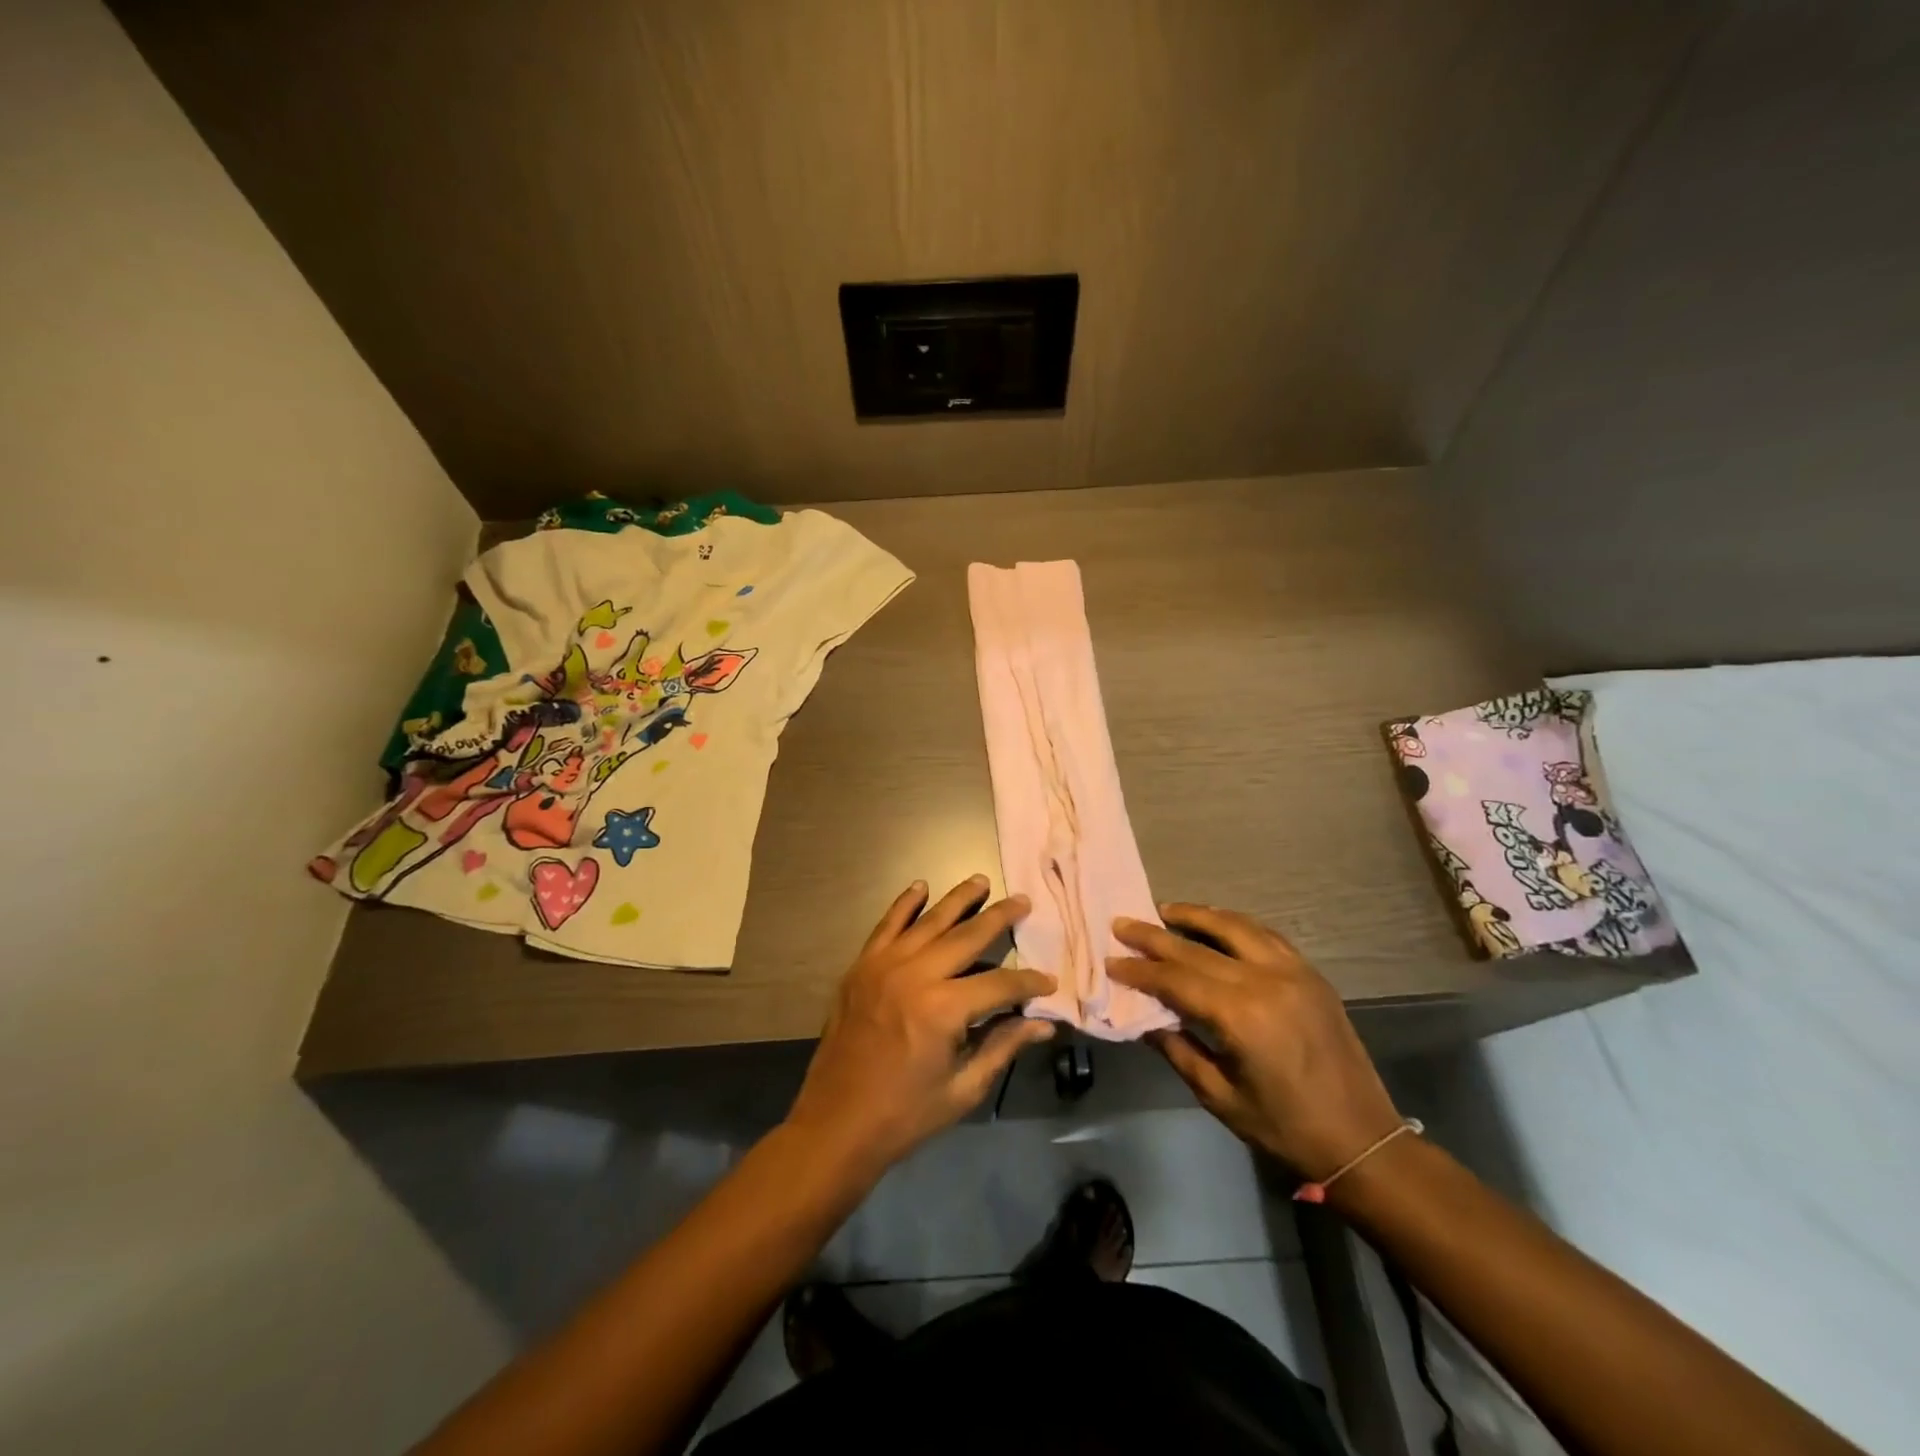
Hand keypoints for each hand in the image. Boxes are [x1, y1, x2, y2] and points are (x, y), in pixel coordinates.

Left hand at [784, 876, 1057, 1177]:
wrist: (835, 1124)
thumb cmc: (904, 1114)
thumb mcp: (963, 1089)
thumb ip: (1003, 1046)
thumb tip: (1043, 1024)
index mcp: (943, 1009)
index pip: (999, 983)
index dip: (1028, 983)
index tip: (1049, 981)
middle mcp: (915, 975)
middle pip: (967, 936)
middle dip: (999, 917)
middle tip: (1023, 901)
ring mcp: (883, 966)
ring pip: (928, 921)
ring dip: (958, 899)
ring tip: (981, 881)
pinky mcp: (861, 967)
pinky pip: (886, 925)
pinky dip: (904, 904)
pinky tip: (920, 887)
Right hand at [1108, 904, 1400, 1179]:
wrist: (1363, 1139)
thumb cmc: (1284, 1127)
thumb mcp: (1219, 1097)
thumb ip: (1178, 1050)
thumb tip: (1144, 1018)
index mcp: (1241, 1016)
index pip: (1176, 979)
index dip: (1140, 970)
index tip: (1111, 960)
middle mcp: (1266, 981)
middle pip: (1198, 947)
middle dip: (1155, 935)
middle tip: (1122, 924)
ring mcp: (1293, 972)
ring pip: (1235, 926)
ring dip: (1196, 915)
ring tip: (1164, 910)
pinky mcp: (1311, 973)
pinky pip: (1265, 934)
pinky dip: (1234, 923)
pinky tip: (1215, 923)